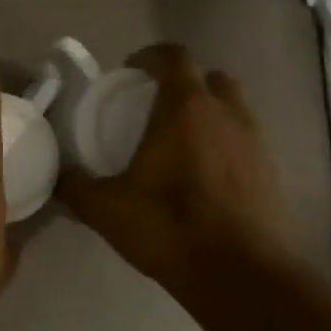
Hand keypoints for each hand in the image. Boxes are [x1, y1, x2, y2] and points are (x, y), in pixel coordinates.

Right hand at [58, 44, 289, 292]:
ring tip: (179, 143)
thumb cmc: (168, 227)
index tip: (130, 70)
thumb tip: (58, 177)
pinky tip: (202, 176)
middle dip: (184, 83)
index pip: (174, 58)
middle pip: (211, 79)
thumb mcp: (104, 208)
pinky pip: (246, 142)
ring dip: (208, 114)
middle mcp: (227, 115)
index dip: (151, 56)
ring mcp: (257, 142)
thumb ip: (75, 186)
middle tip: (155, 106)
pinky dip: (224, 145)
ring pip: (234, 109)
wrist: (241, 274)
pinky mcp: (272, 172)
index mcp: (186, 110)